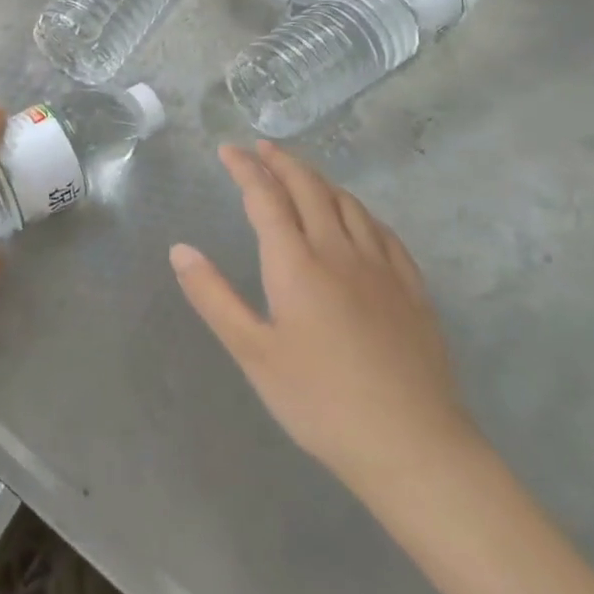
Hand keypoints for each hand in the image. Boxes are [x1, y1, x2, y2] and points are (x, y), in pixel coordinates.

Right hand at [171, 141, 480, 505]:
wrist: (413, 446)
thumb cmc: (320, 401)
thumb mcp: (253, 353)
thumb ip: (214, 296)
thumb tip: (180, 249)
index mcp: (296, 263)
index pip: (265, 197)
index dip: (245, 168)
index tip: (228, 150)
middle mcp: (338, 251)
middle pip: (309, 188)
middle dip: (282, 162)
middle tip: (262, 148)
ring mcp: (381, 267)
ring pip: (348, 203)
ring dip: (319, 180)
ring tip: (302, 174)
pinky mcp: (412, 288)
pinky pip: (383, 231)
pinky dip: (359, 210)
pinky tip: (357, 217)